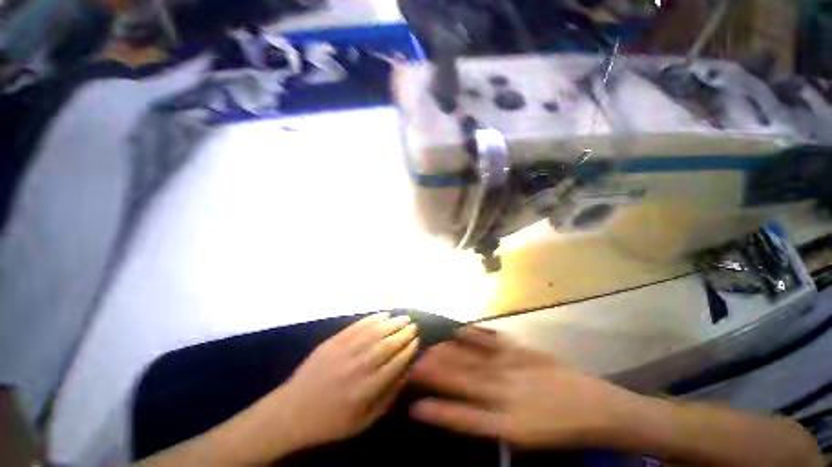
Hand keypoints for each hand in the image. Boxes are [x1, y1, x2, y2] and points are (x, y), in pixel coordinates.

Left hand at [280, 312, 419, 448]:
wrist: (291, 411)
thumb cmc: (330, 421)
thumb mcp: (363, 422)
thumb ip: (387, 398)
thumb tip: (405, 373)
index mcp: (365, 390)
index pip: (394, 363)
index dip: (408, 349)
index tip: (417, 340)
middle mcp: (357, 367)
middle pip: (387, 344)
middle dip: (403, 333)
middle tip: (413, 325)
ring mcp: (343, 351)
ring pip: (374, 332)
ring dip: (392, 322)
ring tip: (404, 317)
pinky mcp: (333, 341)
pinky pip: (357, 326)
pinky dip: (372, 319)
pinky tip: (383, 314)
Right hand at [408, 328, 642, 448]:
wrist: (598, 408)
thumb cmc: (560, 429)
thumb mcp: (527, 438)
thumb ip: (494, 424)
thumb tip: (464, 410)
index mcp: (509, 424)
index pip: (464, 418)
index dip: (438, 412)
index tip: (414, 406)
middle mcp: (507, 394)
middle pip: (464, 381)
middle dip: (436, 373)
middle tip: (413, 363)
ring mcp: (515, 368)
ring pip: (474, 359)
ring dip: (449, 352)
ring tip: (429, 346)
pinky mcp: (523, 351)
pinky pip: (494, 340)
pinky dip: (474, 334)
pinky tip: (460, 329)